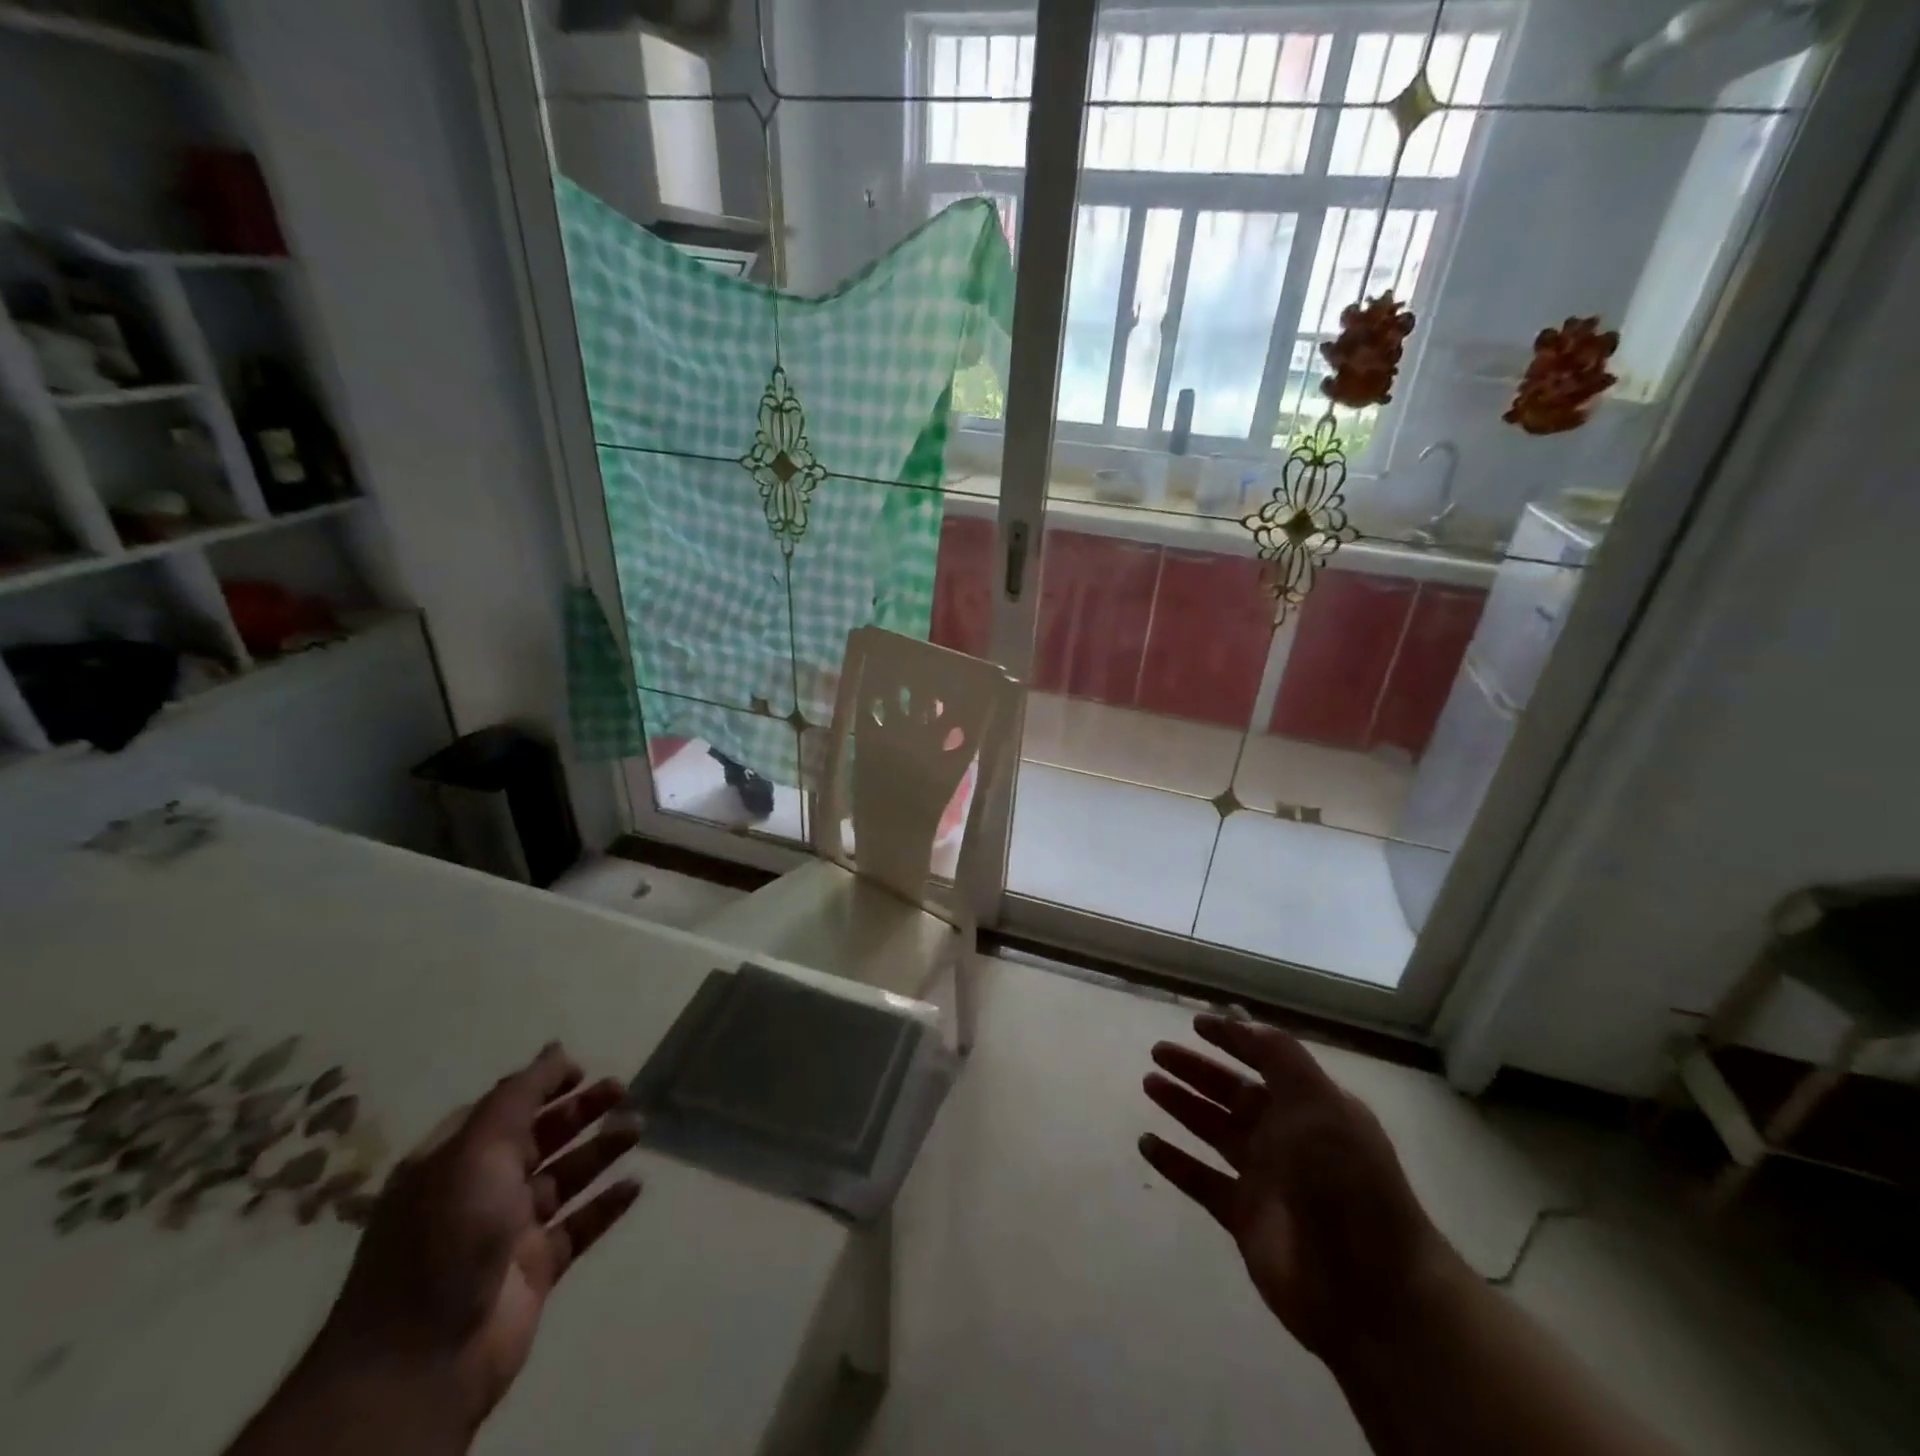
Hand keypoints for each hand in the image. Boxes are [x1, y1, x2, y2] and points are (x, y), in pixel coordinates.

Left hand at [304, 1044, 640, 1436]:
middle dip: (580, 1111)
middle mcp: (480, 1191)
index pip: (503, 1109)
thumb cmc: (447, 1235)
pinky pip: (579, 1226)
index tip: (584, 1069)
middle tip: (622, 1090)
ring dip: (600, 1150)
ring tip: (638, 1128)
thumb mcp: (478, 1148)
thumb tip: (555, 1047)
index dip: (542, 1085)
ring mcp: (508, 1232)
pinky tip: (635, 1184)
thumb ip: (520, 1094)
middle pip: (539, 1138)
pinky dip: (606, 1204)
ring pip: (564, 1178)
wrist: (422, 1360)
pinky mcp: (535, 1269)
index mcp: (454, 1161)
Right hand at [1139, 1014, 1454, 1362]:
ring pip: (1213, 1130)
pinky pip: (1200, 1180)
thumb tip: (1241, 1020)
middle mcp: (1286, 1137)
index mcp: (1310, 1107)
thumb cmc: (1345, 1182)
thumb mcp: (1318, 1104)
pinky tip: (1145, 1143)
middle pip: (1232, 1093)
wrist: (1369, 1289)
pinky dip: (1174, 1162)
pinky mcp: (1244, 1218)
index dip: (1233, 1039)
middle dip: (1197, 1070)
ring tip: (1149, 1083)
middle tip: (1158, 1051)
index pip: (1266, 1061)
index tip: (1196, 1022)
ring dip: (1182, 1106)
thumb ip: (1279, 1057)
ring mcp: (1264, 1178)